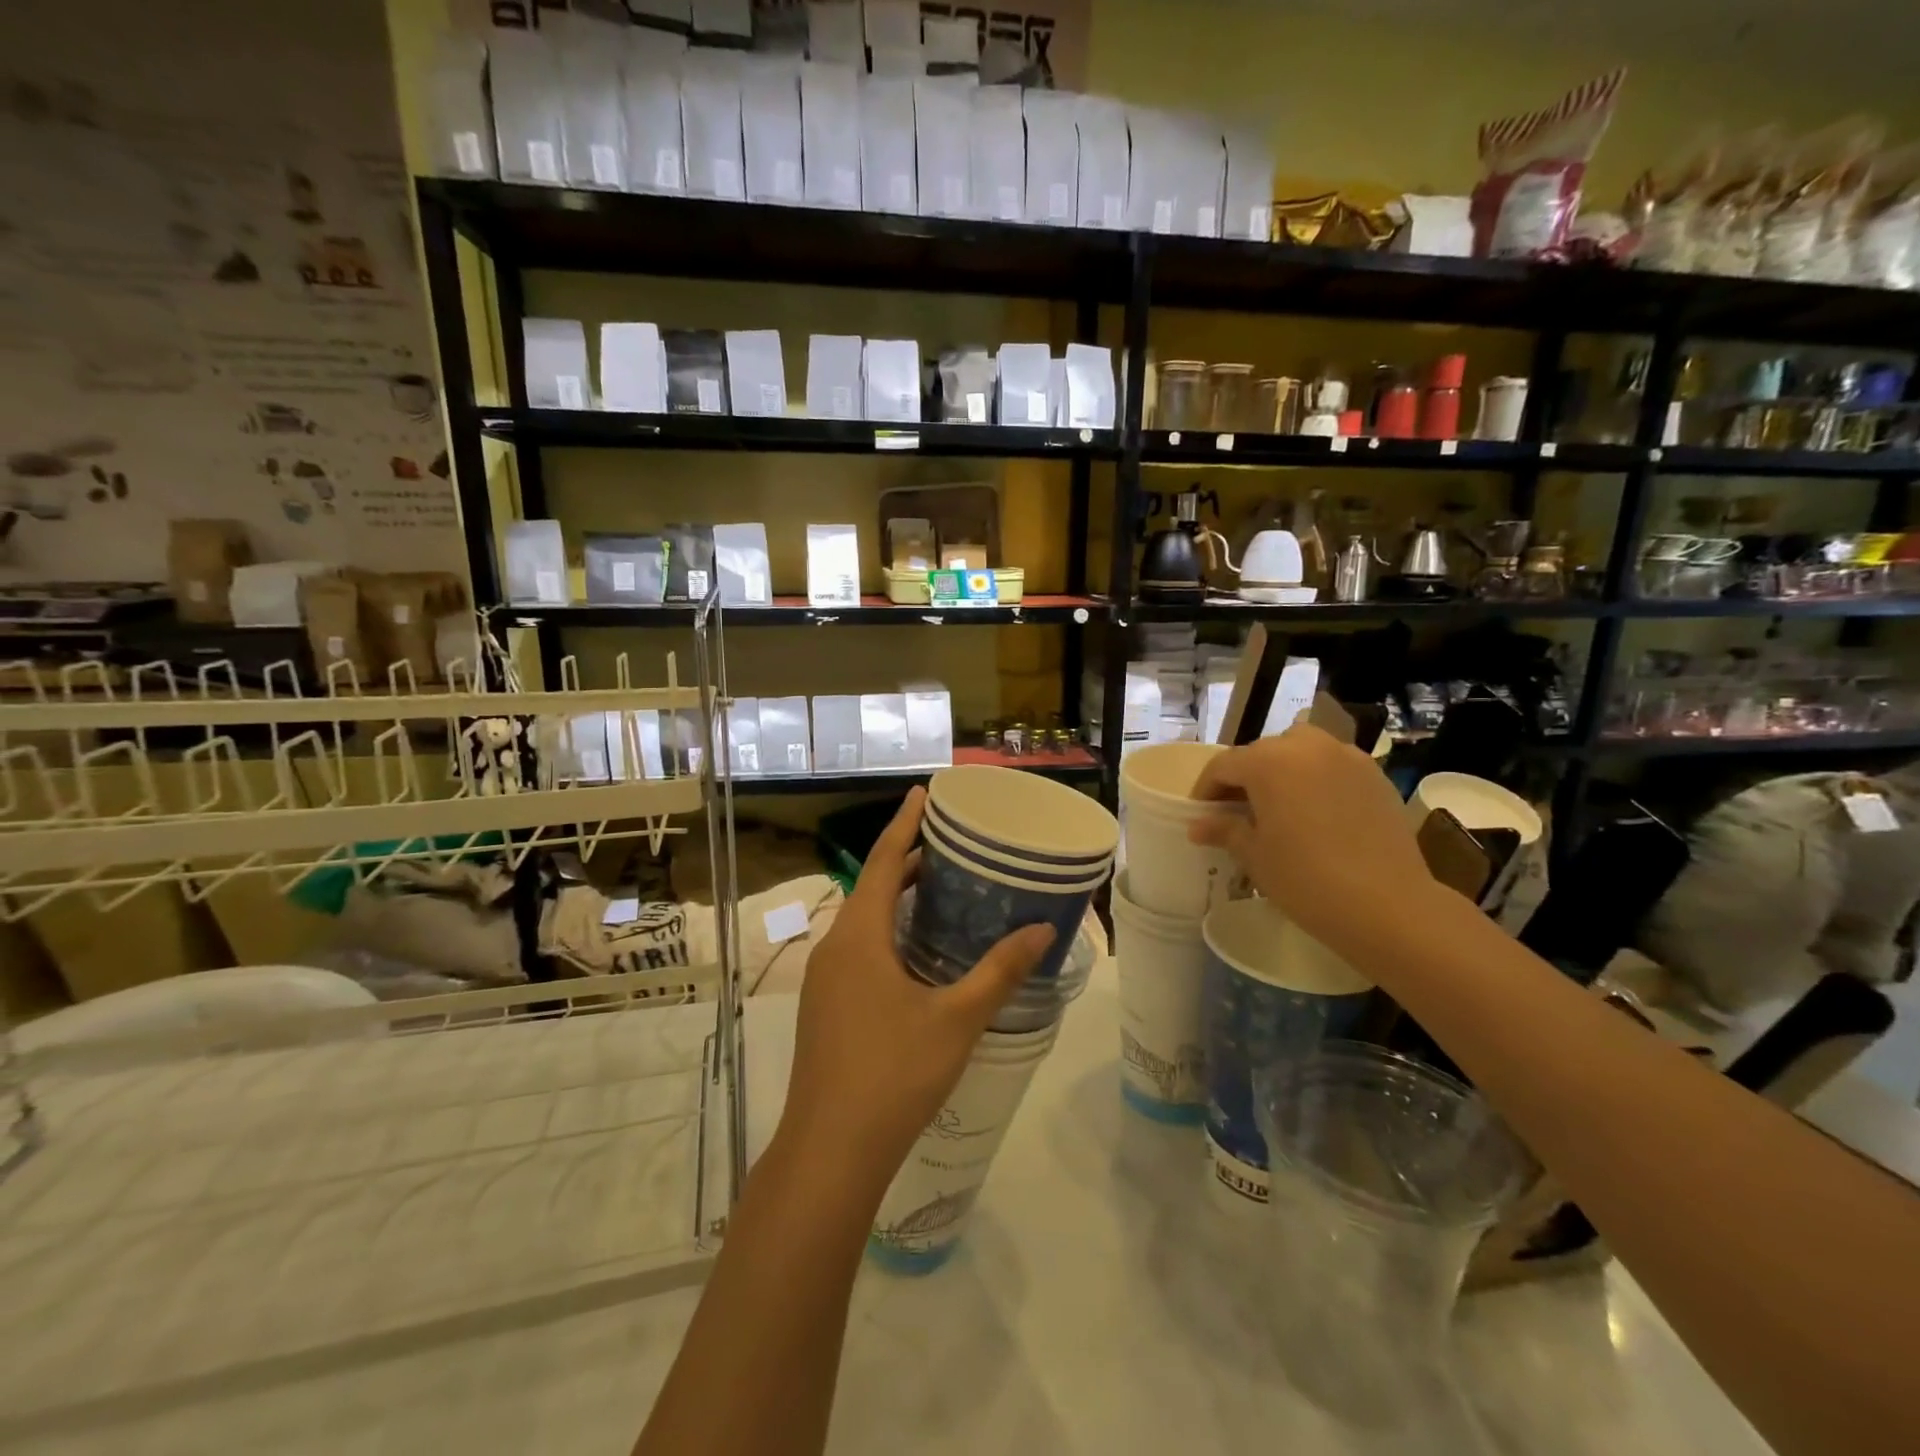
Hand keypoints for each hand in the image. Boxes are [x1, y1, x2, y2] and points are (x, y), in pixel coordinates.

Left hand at [779, 787, 1054, 1201]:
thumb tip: (1042, 930)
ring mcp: (826, 979)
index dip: (903, 823)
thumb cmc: (894, 1074)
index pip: (884, 861)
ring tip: (941, 888)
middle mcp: (835, 947)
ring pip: (865, 920)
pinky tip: (917, 951)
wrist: (830, 1151)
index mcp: (860, 937)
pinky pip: (859, 948)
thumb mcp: (956, 1020)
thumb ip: (999, 972)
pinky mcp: (826, 1005)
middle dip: (908, 860)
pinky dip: (889, 931)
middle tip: (951, 844)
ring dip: (898, 899)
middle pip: (874, 887)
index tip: (922, 792)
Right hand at [1187, 726, 1435, 958]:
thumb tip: (1199, 824)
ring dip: (1282, 771)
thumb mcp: (1254, 856)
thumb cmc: (1306, 879)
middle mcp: (1307, 746)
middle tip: (1236, 813)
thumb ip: (1224, 830)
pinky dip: (1316, 780)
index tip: (1201, 815)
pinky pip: (1332, 767)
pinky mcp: (1375, 776)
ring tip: (1279, 806)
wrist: (1388, 906)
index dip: (1206, 790)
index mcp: (1269, 761)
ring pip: (1300, 751)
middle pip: (1262, 753)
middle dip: (1245, 778)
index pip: (1223, 766)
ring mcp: (1346, 757)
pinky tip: (1316, 814)